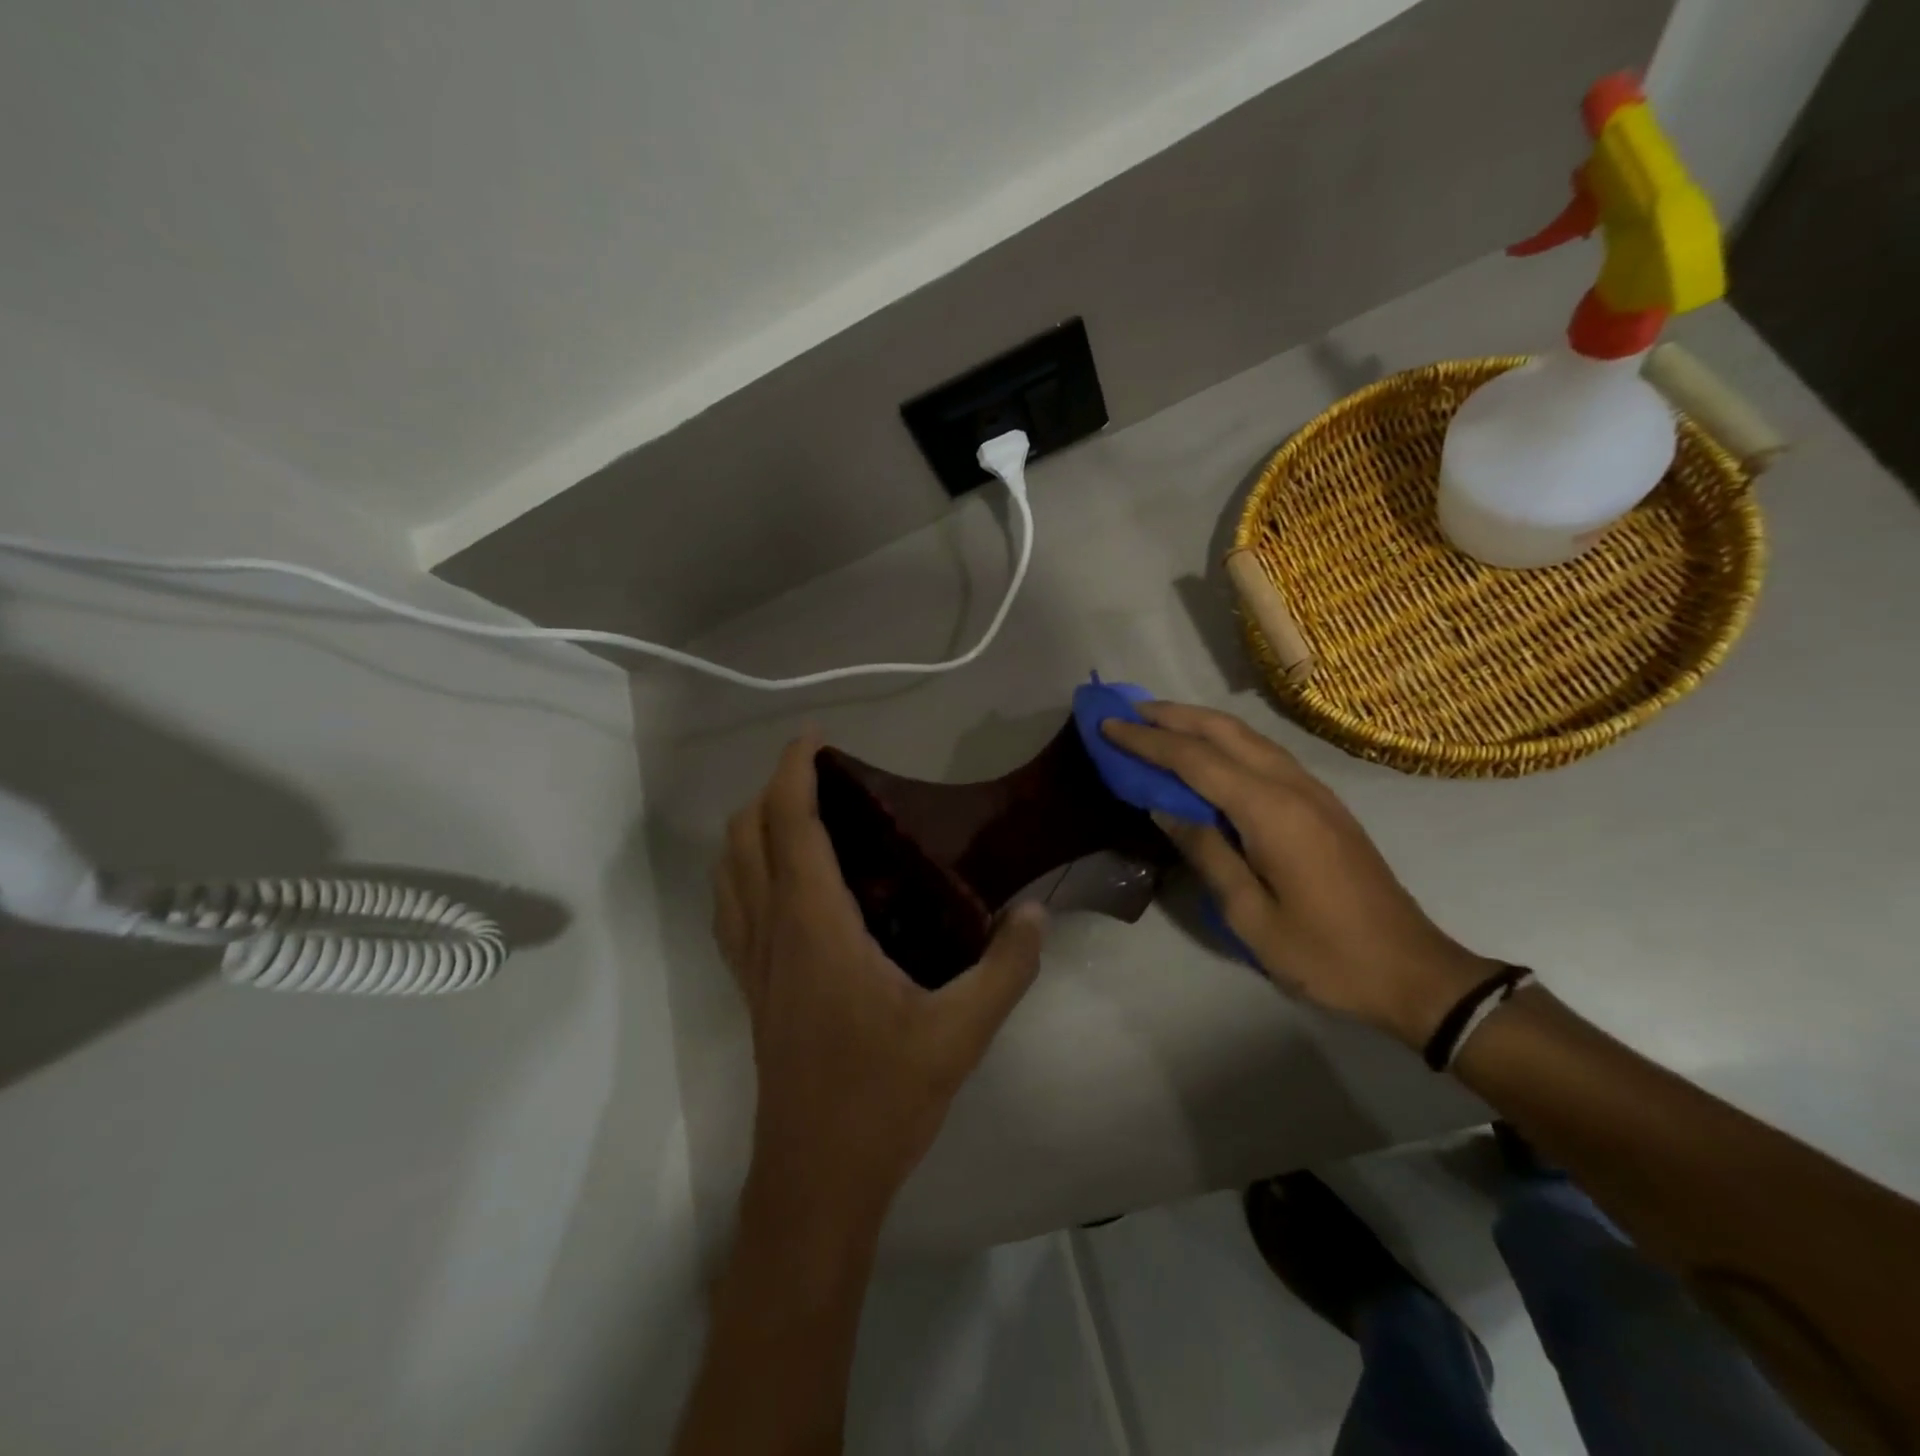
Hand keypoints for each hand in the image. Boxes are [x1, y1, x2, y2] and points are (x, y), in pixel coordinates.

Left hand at [712, 735, 1048, 1233]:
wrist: (815, 1180)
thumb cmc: (881, 1099)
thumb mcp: (960, 1033)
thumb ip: (1006, 968)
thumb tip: (1035, 913)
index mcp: (815, 925)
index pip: (791, 824)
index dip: (795, 771)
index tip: (814, 737)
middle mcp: (772, 931)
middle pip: (746, 836)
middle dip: (772, 791)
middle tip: (822, 778)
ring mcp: (753, 962)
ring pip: (728, 871)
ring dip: (751, 829)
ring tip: (800, 817)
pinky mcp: (751, 990)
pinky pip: (731, 909)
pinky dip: (743, 873)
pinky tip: (781, 885)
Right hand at [1102, 702, 1494, 1048]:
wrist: (1411, 971)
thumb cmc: (1324, 953)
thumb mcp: (1249, 914)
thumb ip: (1206, 852)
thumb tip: (1164, 807)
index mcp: (1270, 811)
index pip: (1195, 760)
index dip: (1147, 741)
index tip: (1108, 726)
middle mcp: (1292, 786)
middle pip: (1224, 732)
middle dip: (1172, 716)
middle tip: (1128, 712)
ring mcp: (1313, 791)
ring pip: (1248, 737)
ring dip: (1200, 724)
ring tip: (1159, 724)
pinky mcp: (1323, 804)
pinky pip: (1264, 755)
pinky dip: (1226, 742)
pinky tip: (1209, 755)